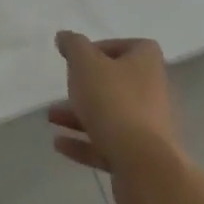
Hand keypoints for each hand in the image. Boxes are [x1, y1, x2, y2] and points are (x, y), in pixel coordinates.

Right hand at [48, 31, 178, 203]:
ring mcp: (148, 129)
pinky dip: (84, 143)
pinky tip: (59, 143)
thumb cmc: (114, 102)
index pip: (134, 46)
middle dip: (87, 85)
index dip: (108, 47)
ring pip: (110, 115)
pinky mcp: (140, 159)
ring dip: (80, 115)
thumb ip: (73, 45)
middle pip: (118, 82)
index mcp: (147, 65)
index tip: (83, 57)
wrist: (143, 167)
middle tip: (66, 87)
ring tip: (51, 117)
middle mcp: (153, 93)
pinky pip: (108, 144)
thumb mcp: (85, 63)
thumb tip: (65, 37)